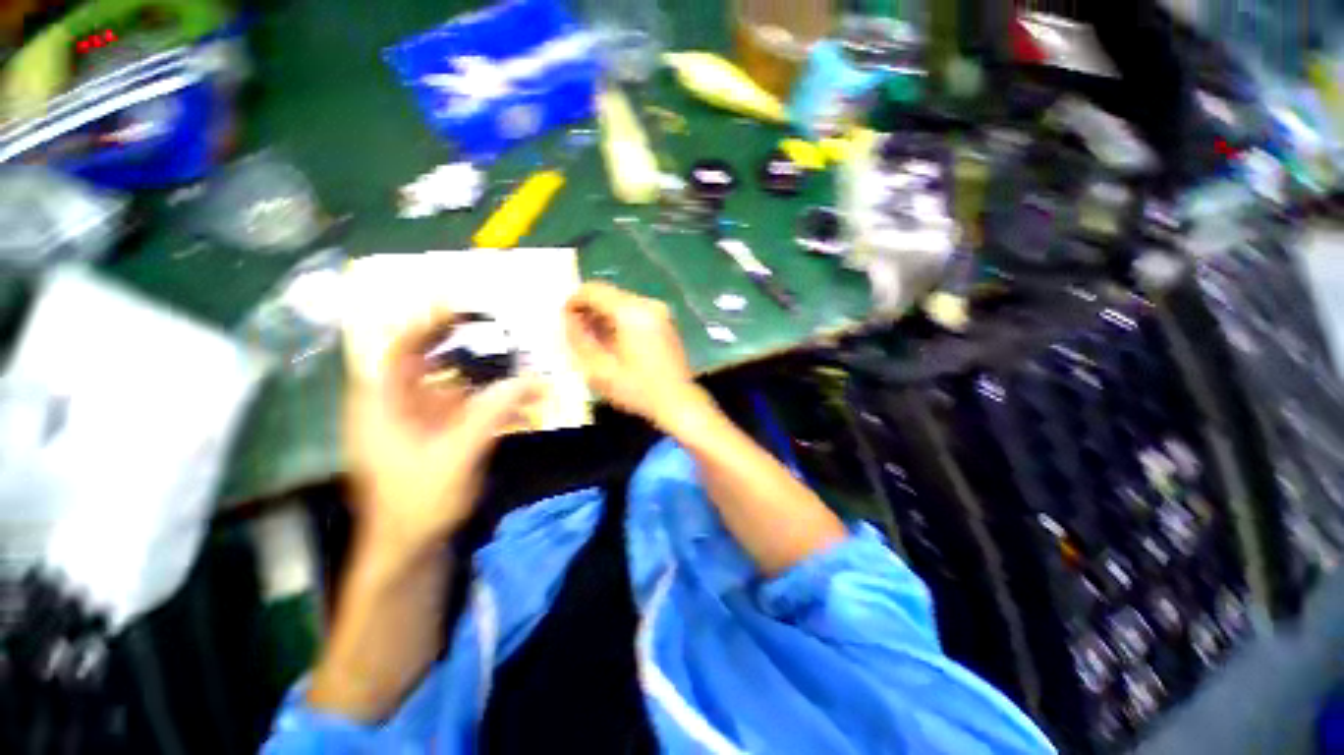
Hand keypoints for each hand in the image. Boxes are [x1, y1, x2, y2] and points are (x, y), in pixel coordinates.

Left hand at [345, 317, 539, 558]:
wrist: (412, 546)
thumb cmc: (419, 503)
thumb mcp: (456, 455)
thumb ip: (492, 413)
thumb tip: (531, 379)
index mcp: (381, 406)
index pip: (399, 351)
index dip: (425, 325)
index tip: (456, 305)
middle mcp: (397, 405)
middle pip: (427, 362)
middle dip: (462, 345)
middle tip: (497, 329)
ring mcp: (419, 420)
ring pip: (452, 384)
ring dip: (486, 377)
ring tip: (519, 366)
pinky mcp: (438, 433)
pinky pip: (466, 406)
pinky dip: (491, 401)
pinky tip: (519, 403)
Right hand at [564, 282, 706, 429]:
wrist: (678, 402)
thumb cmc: (637, 389)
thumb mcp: (599, 369)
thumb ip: (579, 339)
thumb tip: (568, 320)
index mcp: (631, 312)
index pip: (593, 290)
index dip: (573, 302)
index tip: (565, 323)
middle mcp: (648, 304)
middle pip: (608, 294)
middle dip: (589, 311)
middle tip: (579, 336)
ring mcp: (660, 311)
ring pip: (621, 303)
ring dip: (604, 317)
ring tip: (596, 343)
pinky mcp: (665, 321)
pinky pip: (635, 312)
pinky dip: (620, 321)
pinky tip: (616, 344)